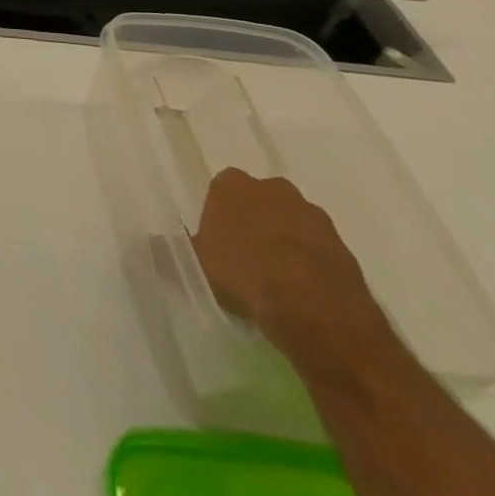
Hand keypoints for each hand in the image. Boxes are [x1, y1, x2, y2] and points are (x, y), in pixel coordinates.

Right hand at [191, 168, 387, 353]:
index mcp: (232, 184)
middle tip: (248, 261)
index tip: (219, 245)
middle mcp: (273, 188)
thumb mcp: (197, 265)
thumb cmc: (245, 275)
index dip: (220, 218)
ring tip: (279, 283)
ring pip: (292, 224)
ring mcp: (313, 215)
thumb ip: (174, 250)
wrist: (316, 311)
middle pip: (259, 202)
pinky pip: (319, 251)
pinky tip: (305, 295)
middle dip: (255, 224)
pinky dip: (312, 266)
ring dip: (286, 244)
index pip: (221, 191)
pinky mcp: (344, 247)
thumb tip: (150, 244)